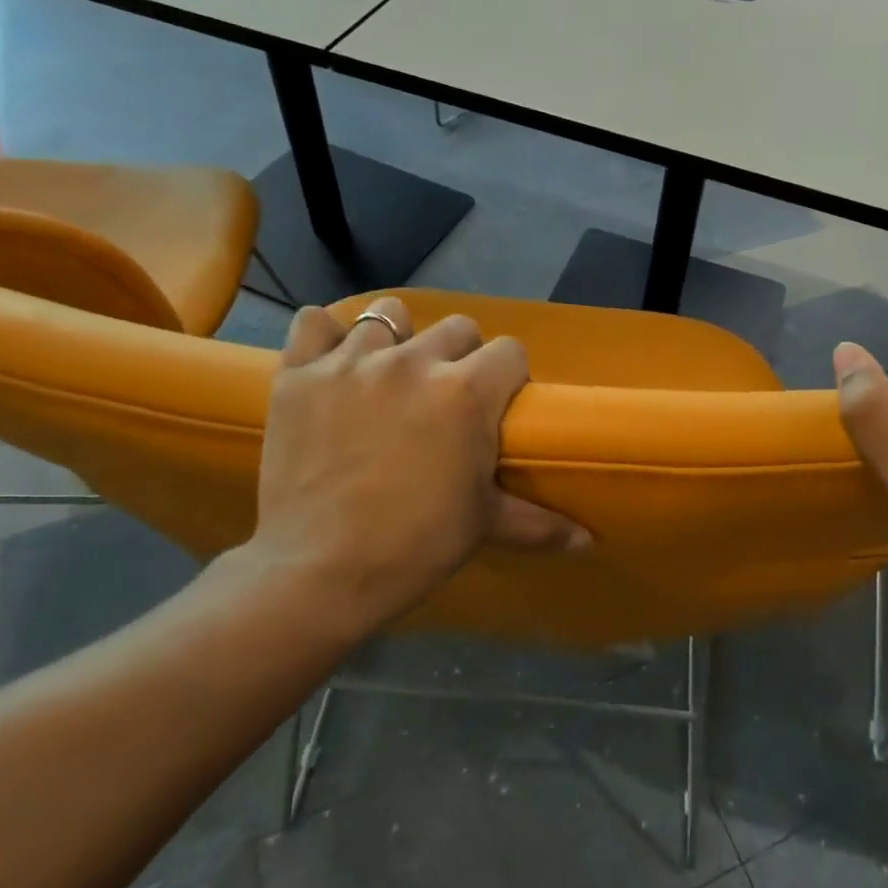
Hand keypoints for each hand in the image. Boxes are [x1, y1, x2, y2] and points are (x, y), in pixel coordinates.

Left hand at [235, 297, 588, 633]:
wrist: (319, 572)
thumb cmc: (415, 545)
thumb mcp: (483, 525)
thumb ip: (540, 522)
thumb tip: (588, 542)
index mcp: (467, 392)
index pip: (510, 351)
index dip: (509, 377)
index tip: (497, 406)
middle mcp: (414, 362)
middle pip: (457, 328)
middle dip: (461, 356)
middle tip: (445, 398)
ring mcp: (352, 363)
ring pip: (387, 315)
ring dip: (397, 339)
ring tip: (389, 376)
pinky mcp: (299, 374)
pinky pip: (314, 323)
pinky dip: (325, 337)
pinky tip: (332, 363)